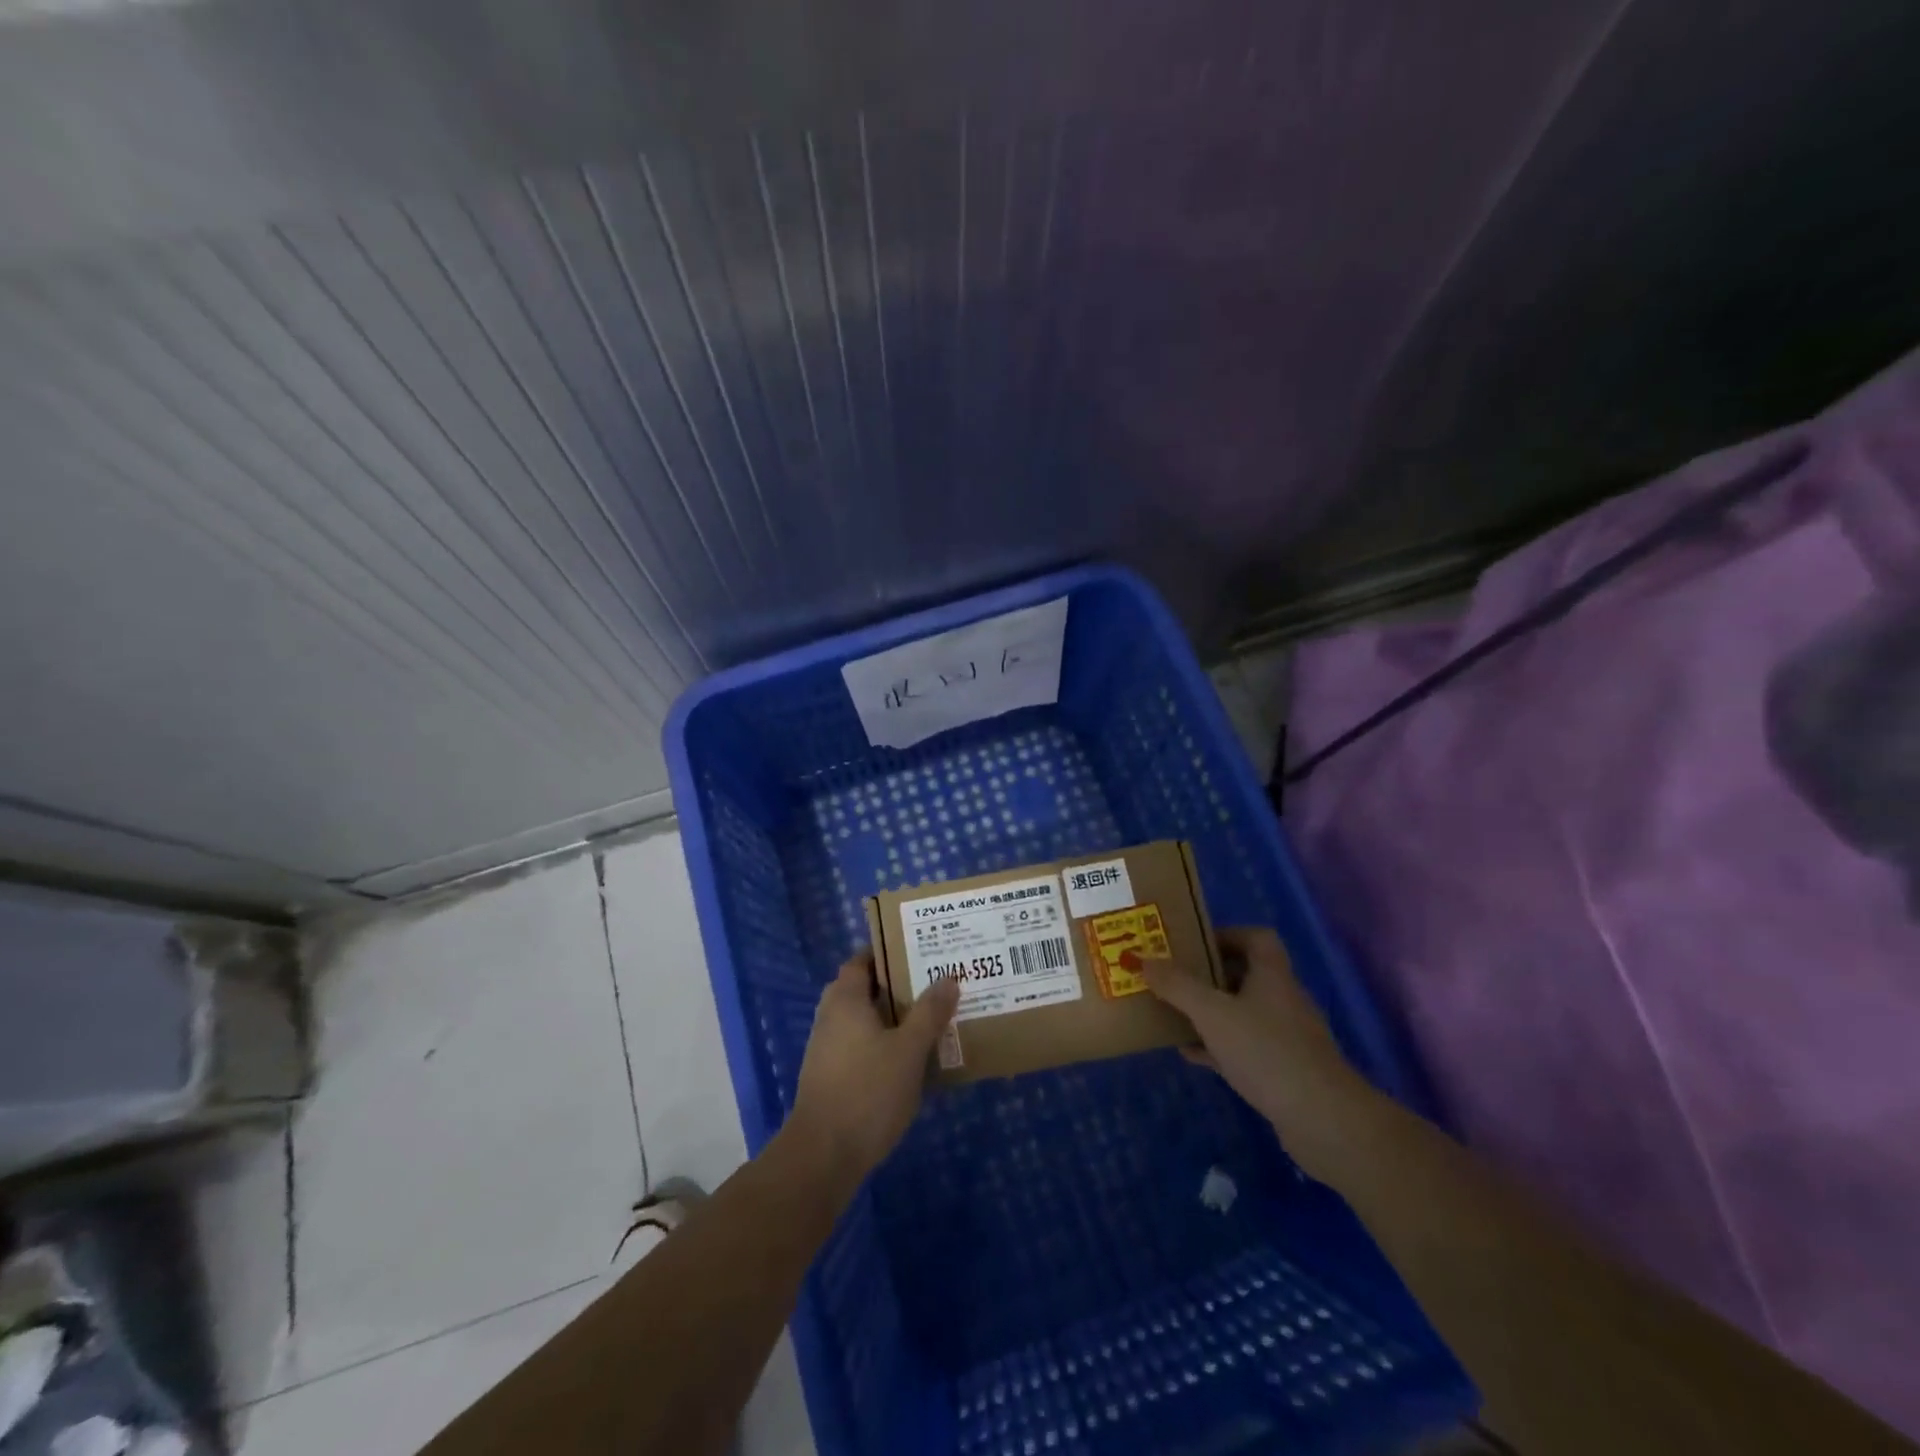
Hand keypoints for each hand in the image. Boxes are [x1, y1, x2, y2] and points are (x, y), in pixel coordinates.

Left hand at [789, 949, 960, 1183]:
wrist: (823, 1156)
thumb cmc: (868, 1091)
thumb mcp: (909, 1050)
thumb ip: (930, 1013)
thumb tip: (949, 978)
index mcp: (845, 1000)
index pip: (861, 960)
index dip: (887, 953)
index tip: (918, 951)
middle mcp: (831, 1017)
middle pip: (863, 989)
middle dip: (895, 986)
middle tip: (930, 984)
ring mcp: (826, 1049)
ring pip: (863, 1020)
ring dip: (890, 1017)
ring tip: (928, 1019)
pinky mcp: (830, 1077)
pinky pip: (860, 1046)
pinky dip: (882, 1044)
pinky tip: (910, 1059)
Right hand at [1144, 925, 1363, 1134]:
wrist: (1324, 1121)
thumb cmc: (1267, 1052)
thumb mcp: (1212, 1013)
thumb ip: (1177, 986)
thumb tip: (1144, 959)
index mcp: (1272, 975)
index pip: (1256, 938)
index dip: (1226, 934)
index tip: (1193, 944)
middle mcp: (1283, 999)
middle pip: (1246, 974)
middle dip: (1208, 975)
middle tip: (1173, 978)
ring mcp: (1286, 1037)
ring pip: (1242, 1013)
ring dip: (1210, 1012)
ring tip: (1173, 1013)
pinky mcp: (1284, 1070)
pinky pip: (1244, 1047)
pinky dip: (1217, 1045)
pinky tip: (1190, 1054)